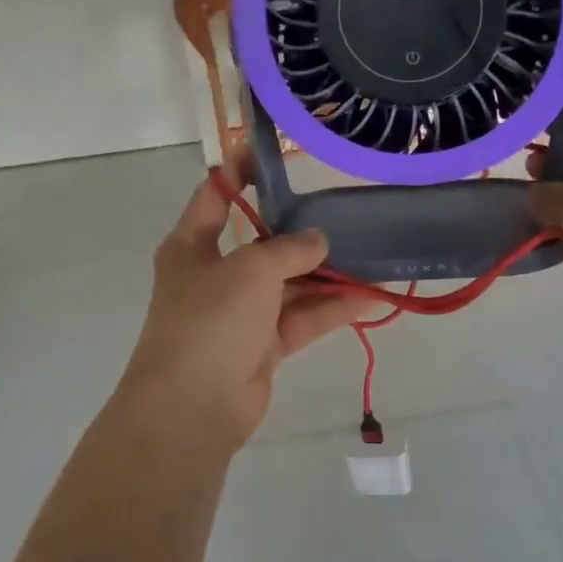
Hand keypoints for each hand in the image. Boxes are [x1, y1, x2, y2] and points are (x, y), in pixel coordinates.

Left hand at [110, 150, 376, 457]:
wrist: (192, 407)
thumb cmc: (210, 320)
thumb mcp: (251, 269)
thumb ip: (289, 249)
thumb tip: (319, 240)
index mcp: (192, 246)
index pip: (216, 195)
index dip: (241, 171)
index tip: (275, 154)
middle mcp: (214, 275)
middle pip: (261, 243)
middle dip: (300, 231)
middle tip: (341, 211)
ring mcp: (239, 314)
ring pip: (288, 284)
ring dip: (326, 274)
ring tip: (370, 255)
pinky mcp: (262, 347)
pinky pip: (301, 319)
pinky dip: (330, 309)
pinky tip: (369, 297)